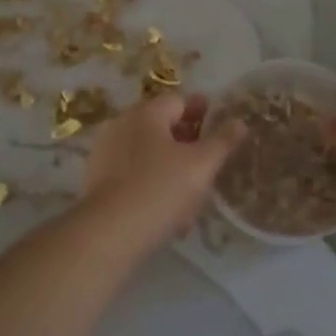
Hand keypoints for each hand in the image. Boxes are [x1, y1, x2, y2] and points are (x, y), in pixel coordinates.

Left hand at [81, 94, 243, 244]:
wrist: (109, 234)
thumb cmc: (160, 189)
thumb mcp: (202, 165)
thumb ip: (222, 141)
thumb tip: (239, 121)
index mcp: (146, 114)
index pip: (178, 101)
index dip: (201, 111)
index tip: (218, 126)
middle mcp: (121, 126)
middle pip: (161, 126)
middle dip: (186, 141)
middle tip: (208, 161)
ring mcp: (105, 154)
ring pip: (147, 154)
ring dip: (170, 167)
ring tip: (192, 194)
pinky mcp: (96, 183)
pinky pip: (132, 176)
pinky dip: (152, 185)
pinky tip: (168, 212)